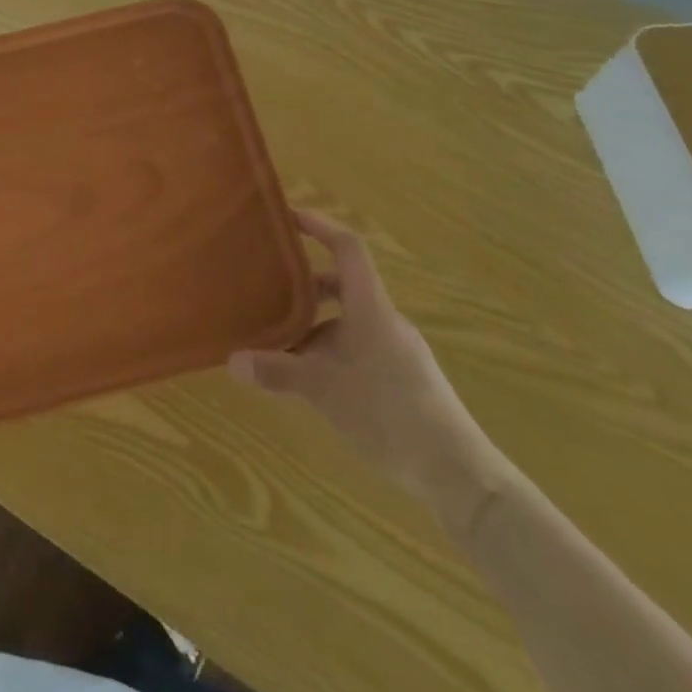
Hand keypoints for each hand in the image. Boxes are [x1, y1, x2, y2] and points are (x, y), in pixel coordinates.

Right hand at [230, 211, 505, 529]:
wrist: (460, 475)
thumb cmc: (391, 414)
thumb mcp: (324, 391)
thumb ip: (277, 372)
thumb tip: (231, 361)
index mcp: (371, 308)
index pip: (347, 248)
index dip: (319, 225)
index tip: (287, 216)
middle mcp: (384, 321)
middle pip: (342, 284)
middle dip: (304, 286)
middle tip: (266, 290)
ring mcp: (396, 350)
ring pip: (347, 321)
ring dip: (313, 326)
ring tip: (278, 344)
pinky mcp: (402, 379)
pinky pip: (357, 348)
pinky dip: (329, 352)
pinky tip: (309, 381)